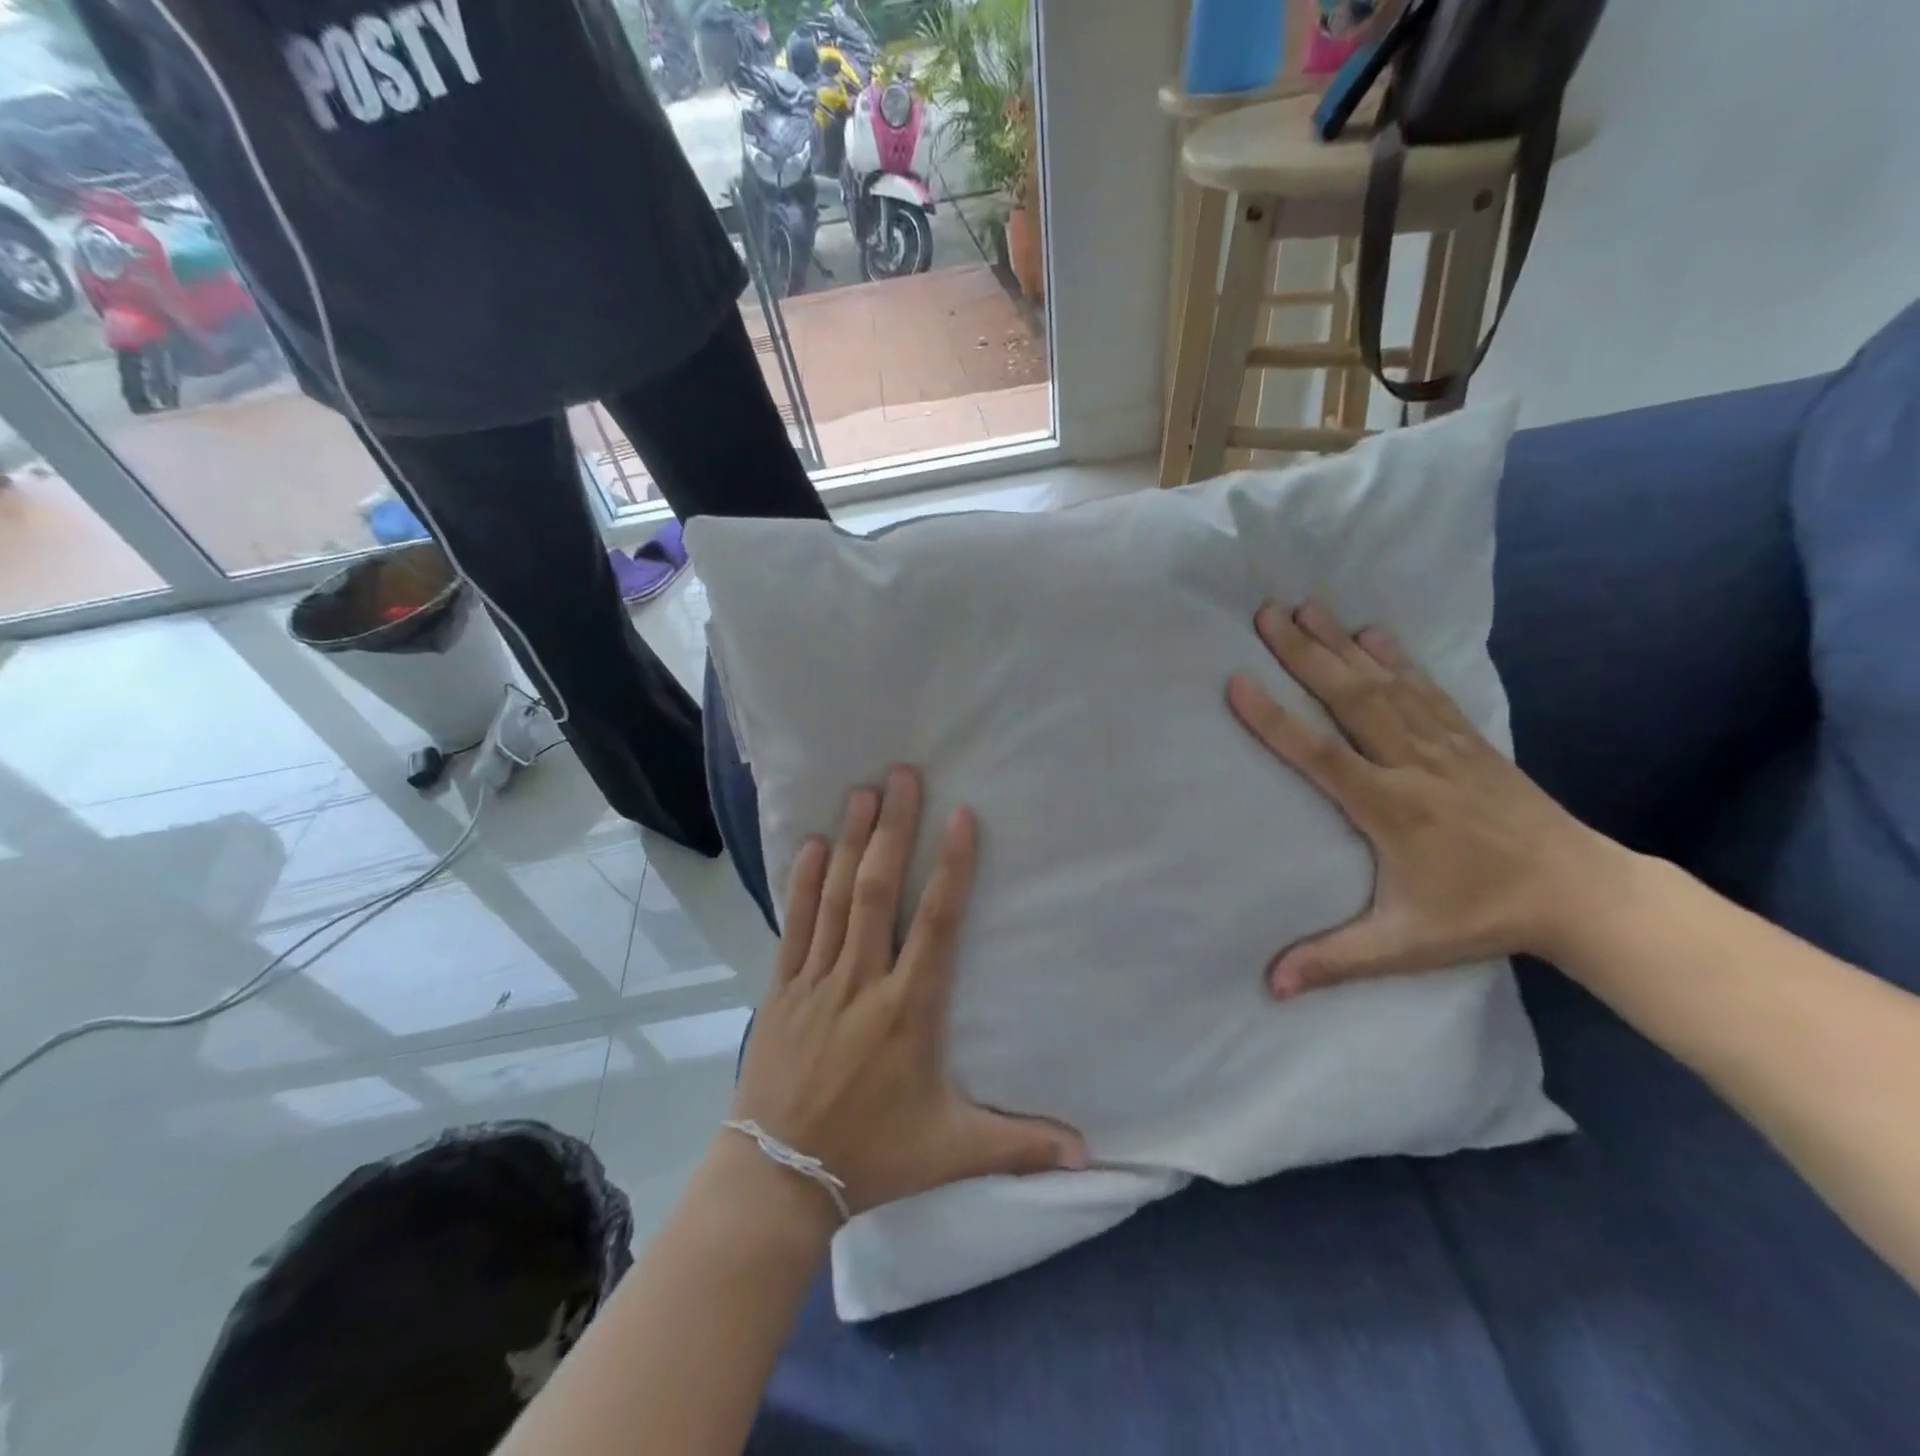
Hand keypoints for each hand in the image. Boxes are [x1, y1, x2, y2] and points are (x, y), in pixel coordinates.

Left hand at [731, 767, 1087, 1219]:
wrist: (778, 1179)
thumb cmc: (872, 1156)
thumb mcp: (951, 1151)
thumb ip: (1019, 1144)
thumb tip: (1088, 1159)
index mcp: (908, 1010)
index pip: (936, 924)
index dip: (951, 867)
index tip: (960, 816)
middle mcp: (862, 982)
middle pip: (879, 891)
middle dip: (892, 829)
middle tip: (902, 775)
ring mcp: (817, 981)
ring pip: (836, 898)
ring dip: (850, 841)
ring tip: (862, 792)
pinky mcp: (783, 989)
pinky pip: (795, 925)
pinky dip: (803, 883)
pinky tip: (811, 844)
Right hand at [1227, 600, 1625, 997]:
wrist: (1582, 893)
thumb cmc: (1481, 915)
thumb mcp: (1404, 944)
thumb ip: (1334, 959)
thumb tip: (1271, 986)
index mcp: (1390, 806)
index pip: (1319, 753)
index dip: (1274, 718)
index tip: (1237, 680)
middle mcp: (1412, 763)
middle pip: (1350, 698)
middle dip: (1304, 653)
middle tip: (1266, 613)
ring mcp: (1444, 745)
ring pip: (1384, 684)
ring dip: (1341, 643)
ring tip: (1306, 606)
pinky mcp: (1468, 740)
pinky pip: (1425, 689)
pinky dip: (1396, 657)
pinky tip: (1372, 632)